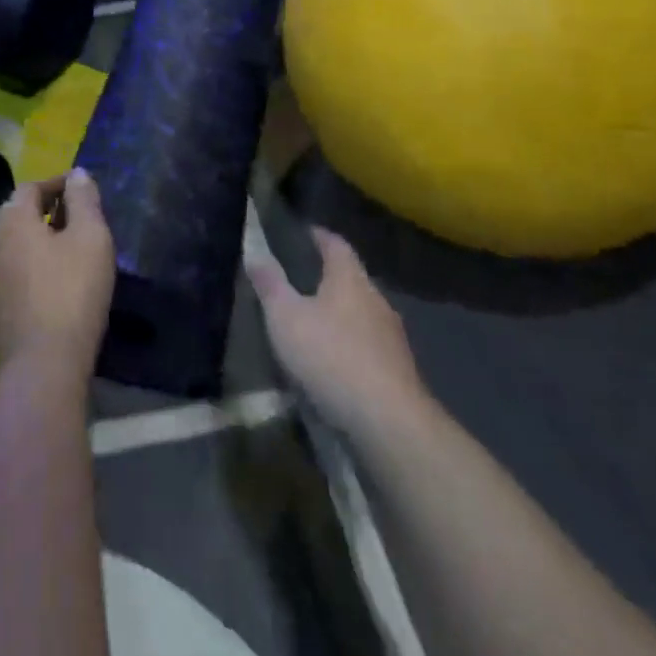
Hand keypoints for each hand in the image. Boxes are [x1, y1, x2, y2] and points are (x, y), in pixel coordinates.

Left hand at [0, 168, 114, 381]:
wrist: (40, 369)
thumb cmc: (70, 293)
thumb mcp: (91, 238)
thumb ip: (84, 200)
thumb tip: (77, 174)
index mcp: (11, 219)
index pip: (30, 187)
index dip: (57, 183)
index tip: (83, 189)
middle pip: (17, 213)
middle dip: (45, 209)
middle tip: (76, 215)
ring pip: (12, 243)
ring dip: (37, 238)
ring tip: (68, 247)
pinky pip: (11, 270)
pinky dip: (30, 263)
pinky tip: (52, 280)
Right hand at [249, 228, 426, 437]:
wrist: (389, 422)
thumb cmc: (331, 356)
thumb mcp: (286, 318)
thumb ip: (270, 285)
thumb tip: (256, 253)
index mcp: (350, 279)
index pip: (336, 244)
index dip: (319, 236)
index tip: (303, 233)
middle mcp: (377, 299)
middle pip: (352, 279)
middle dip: (329, 278)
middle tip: (300, 280)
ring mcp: (393, 337)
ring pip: (362, 314)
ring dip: (341, 314)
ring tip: (314, 323)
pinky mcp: (400, 371)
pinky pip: (370, 345)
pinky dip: (352, 345)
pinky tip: (336, 362)